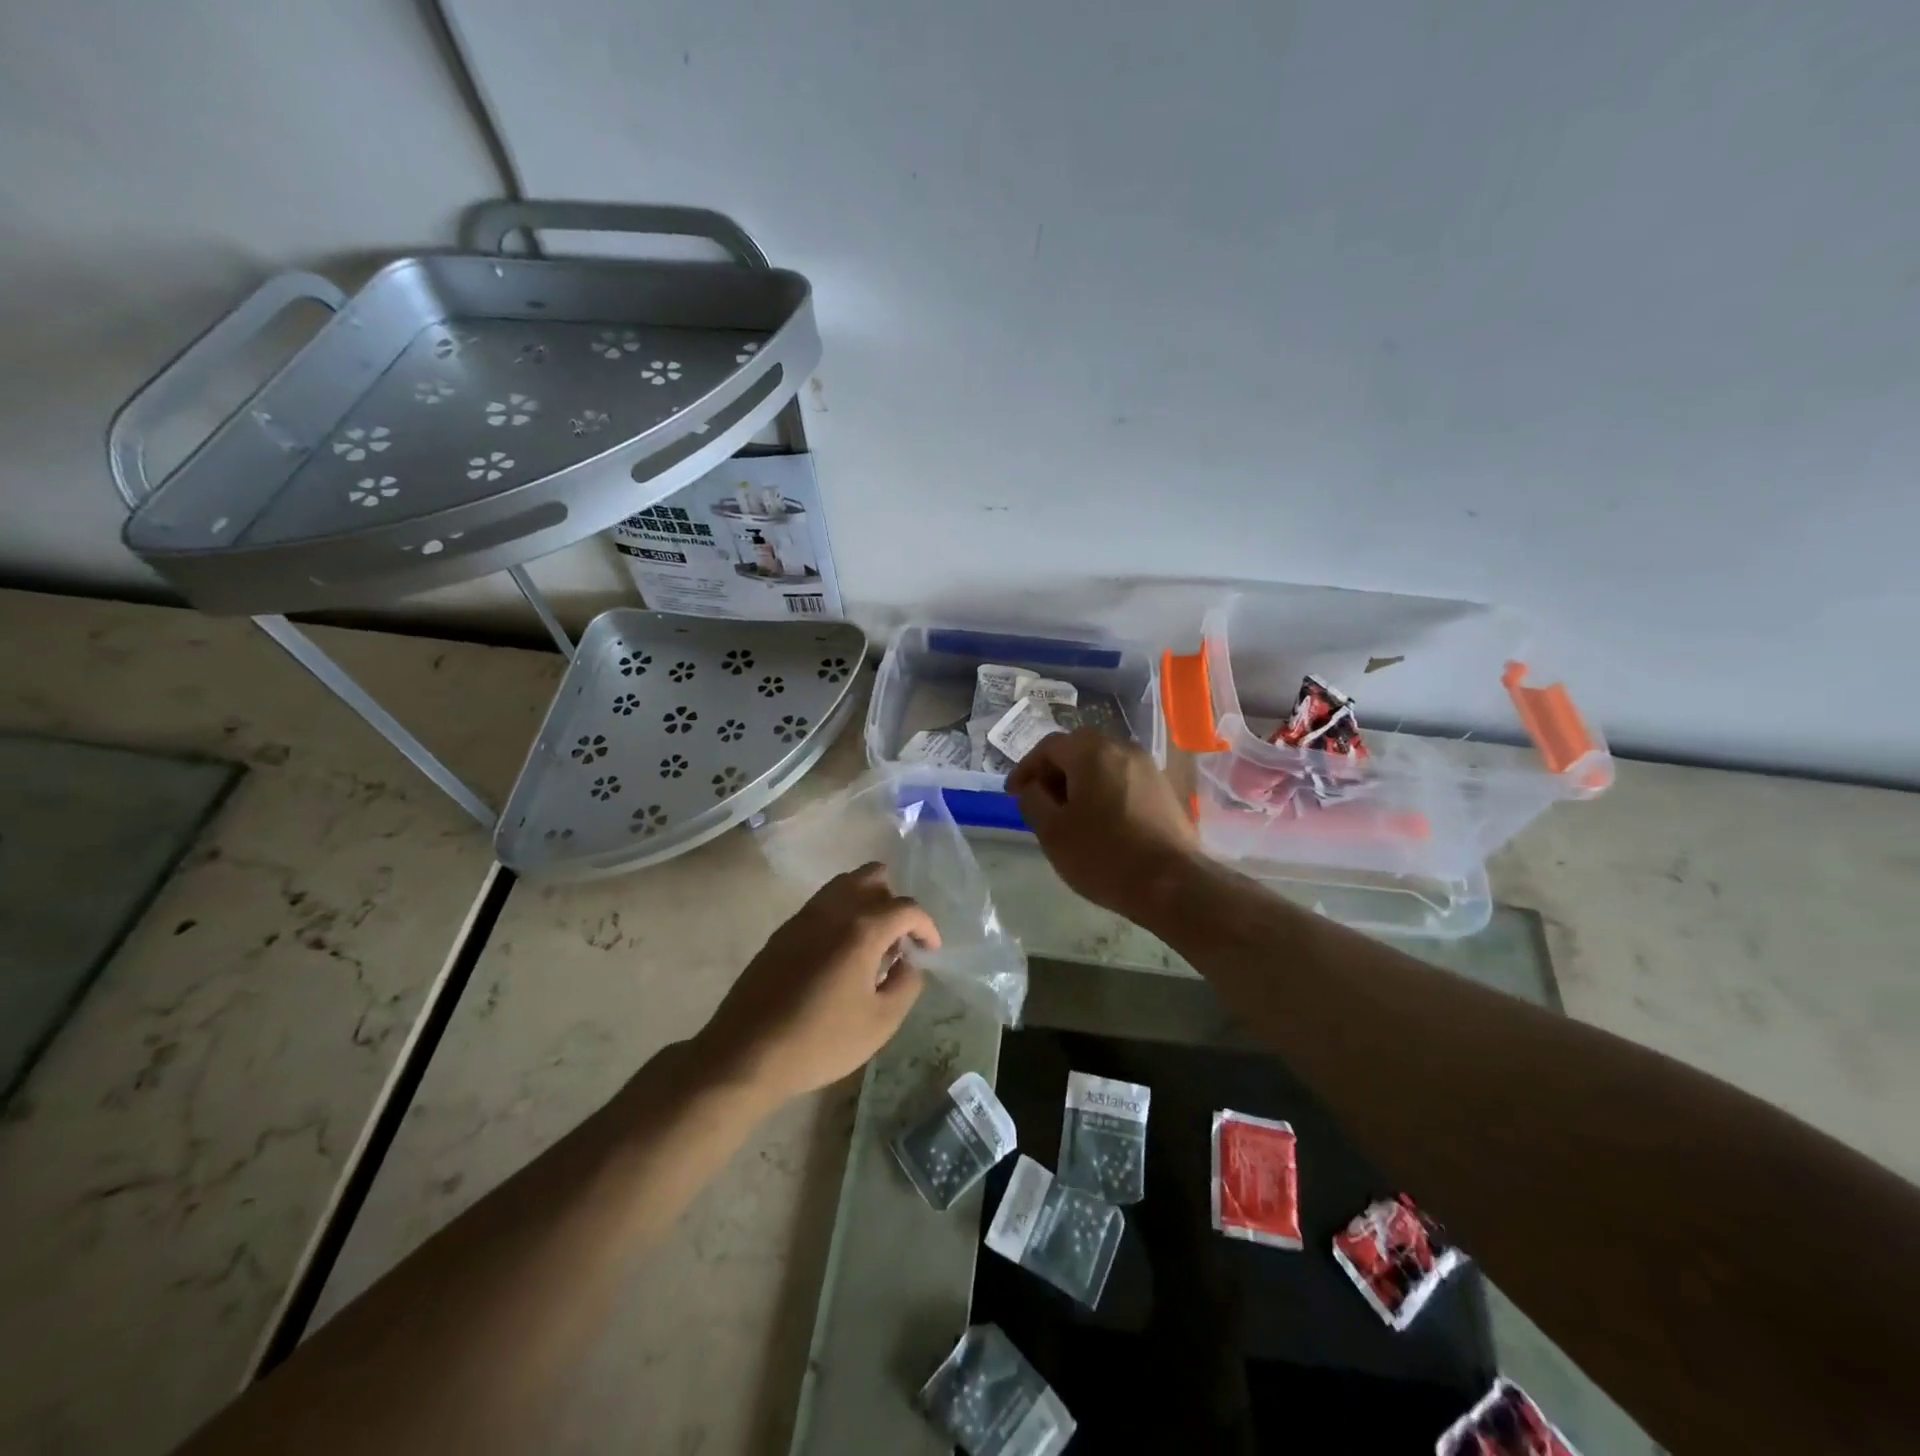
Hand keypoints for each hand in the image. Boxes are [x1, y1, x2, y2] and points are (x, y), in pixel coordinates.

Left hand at [698, 864, 938, 1105]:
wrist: (746, 1053)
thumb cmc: (820, 1041)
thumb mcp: (880, 1023)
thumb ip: (906, 985)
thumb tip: (910, 963)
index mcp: (862, 929)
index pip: (907, 907)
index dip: (926, 926)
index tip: (929, 951)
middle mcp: (833, 910)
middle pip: (873, 877)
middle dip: (894, 902)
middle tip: (898, 940)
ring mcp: (804, 916)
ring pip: (844, 884)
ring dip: (866, 902)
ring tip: (871, 945)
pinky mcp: (783, 931)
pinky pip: (822, 904)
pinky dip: (841, 914)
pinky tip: (839, 955)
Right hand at [1006, 729, 1201, 916]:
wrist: (1173, 884)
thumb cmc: (1103, 855)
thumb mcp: (1052, 831)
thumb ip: (1033, 800)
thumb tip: (1033, 787)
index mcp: (1091, 751)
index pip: (1049, 747)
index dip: (1026, 768)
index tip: (1013, 794)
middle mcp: (1123, 748)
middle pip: (1078, 750)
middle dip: (1054, 772)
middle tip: (1040, 801)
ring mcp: (1148, 767)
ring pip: (1103, 764)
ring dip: (1080, 782)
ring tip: (1068, 814)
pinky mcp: (1164, 789)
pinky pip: (1123, 779)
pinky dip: (1104, 791)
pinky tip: (1100, 821)